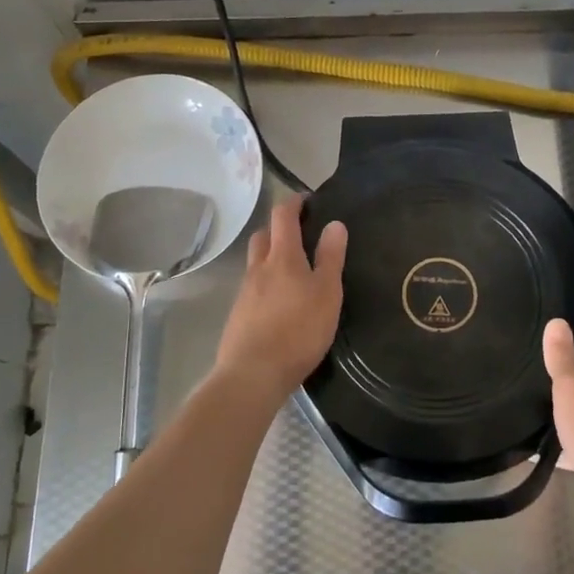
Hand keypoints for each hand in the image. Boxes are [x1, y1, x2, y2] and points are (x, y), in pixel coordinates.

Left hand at [214, 198, 347, 402]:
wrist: (253, 373)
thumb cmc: (298, 330)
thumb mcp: (327, 293)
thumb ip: (331, 257)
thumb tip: (334, 224)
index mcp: (282, 256)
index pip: (283, 216)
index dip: (293, 203)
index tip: (307, 200)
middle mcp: (258, 268)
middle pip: (263, 236)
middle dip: (278, 228)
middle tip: (299, 234)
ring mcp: (245, 292)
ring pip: (256, 262)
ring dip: (270, 256)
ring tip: (292, 270)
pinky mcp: (239, 315)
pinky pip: (252, 287)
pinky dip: (265, 283)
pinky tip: (279, 302)